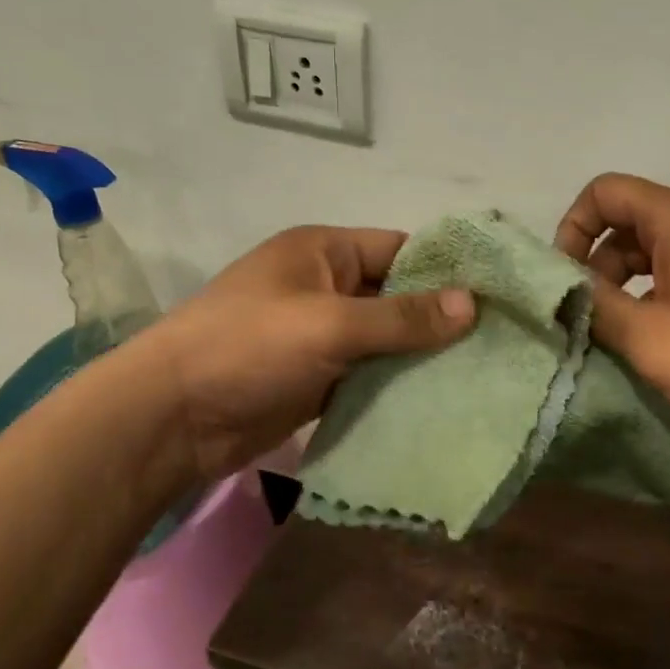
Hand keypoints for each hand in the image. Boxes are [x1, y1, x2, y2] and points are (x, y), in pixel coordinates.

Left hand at [136, 226, 474, 483]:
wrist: (171, 418)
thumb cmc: (248, 348)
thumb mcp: (330, 324)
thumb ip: (402, 317)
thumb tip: (473, 304)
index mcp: (323, 252)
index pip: (400, 250)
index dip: (446, 270)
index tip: (497, 295)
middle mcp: (325, 286)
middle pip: (396, 296)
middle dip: (440, 319)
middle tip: (498, 341)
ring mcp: (320, 335)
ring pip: (385, 340)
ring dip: (421, 357)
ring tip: (482, 373)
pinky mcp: (316, 378)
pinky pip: (368, 374)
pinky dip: (396, 385)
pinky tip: (439, 400)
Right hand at [554, 174, 669, 500]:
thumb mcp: (650, 338)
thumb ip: (594, 306)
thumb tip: (561, 287)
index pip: (606, 192)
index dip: (572, 228)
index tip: (566, 281)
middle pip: (631, 223)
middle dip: (597, 266)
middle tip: (590, 321)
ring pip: (659, 256)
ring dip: (629, 290)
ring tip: (621, 340)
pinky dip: (661, 303)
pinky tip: (662, 347)